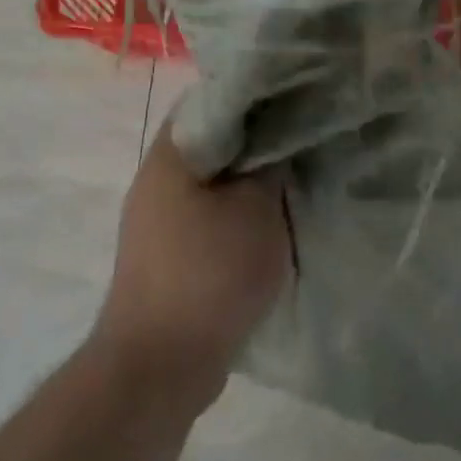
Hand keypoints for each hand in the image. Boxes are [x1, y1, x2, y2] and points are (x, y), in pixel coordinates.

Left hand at [94, 114, 290, 415]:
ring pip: (214, 184)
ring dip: (250, 184)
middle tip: (304, 140)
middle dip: (259, 142)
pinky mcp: (168, 257)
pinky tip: (272, 226)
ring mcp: (157, 221)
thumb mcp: (257, 210)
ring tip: (295, 181)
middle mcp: (156, 180)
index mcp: (170, 155)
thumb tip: (281, 142)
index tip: (295, 98)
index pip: (212, 100)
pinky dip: (239, 217)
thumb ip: (273, 165)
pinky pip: (210, 219)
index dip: (255, 95)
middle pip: (214, 143)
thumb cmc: (210, 273)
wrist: (160, 365)